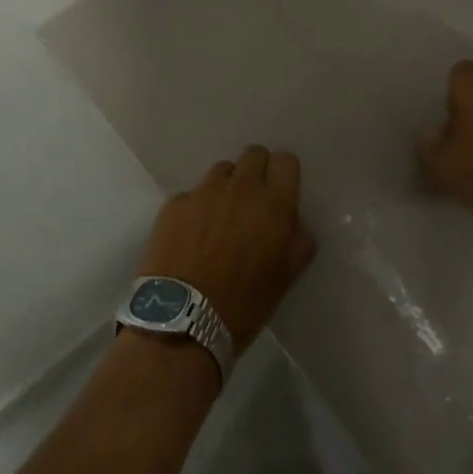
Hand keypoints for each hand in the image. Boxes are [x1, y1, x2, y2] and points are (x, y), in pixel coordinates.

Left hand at [136, 146, 317, 347]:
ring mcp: (204, 191)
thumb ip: (297, 239)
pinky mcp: (175, 203)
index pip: (286, 160)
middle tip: (252, 202)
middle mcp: (241, 187)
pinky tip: (192, 236)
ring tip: (220, 218)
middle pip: (253, 154)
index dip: (283, 174)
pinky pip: (193, 194)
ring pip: (222, 171)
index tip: (280, 192)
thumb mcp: (288, 275)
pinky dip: (196, 209)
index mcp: (274, 203)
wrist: (183, 319)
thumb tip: (292, 223)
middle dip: (256, 172)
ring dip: (226, 187)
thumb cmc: (245, 303)